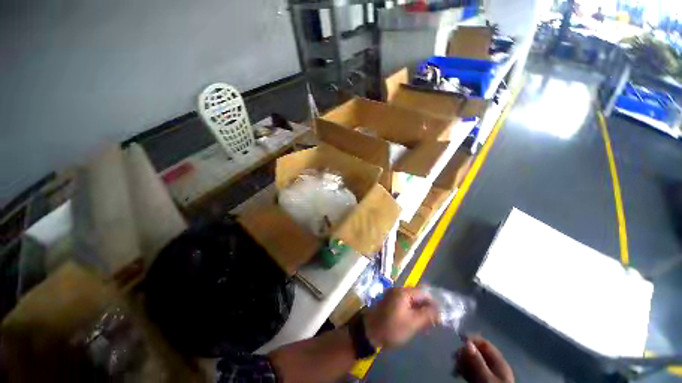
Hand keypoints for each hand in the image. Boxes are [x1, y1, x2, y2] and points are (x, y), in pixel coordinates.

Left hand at [363, 287, 438, 348]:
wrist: (370, 332)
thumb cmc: (392, 327)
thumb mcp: (412, 323)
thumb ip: (427, 315)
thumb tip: (440, 311)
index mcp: (403, 292)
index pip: (423, 292)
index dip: (433, 302)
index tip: (440, 315)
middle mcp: (397, 290)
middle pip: (417, 295)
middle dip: (426, 307)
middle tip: (433, 322)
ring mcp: (392, 295)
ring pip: (411, 300)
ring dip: (419, 310)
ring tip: (425, 325)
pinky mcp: (389, 302)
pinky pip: (404, 304)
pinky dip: (411, 311)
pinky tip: (415, 322)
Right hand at [454, 336, 513, 382]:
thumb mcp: (485, 378)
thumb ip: (477, 361)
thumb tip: (467, 343)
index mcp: (499, 362)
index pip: (484, 343)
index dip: (471, 340)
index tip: (458, 341)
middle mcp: (494, 366)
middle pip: (477, 352)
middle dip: (464, 353)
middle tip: (454, 358)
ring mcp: (489, 374)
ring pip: (473, 362)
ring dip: (462, 362)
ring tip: (455, 369)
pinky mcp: (482, 381)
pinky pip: (472, 371)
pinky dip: (464, 370)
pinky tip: (458, 374)